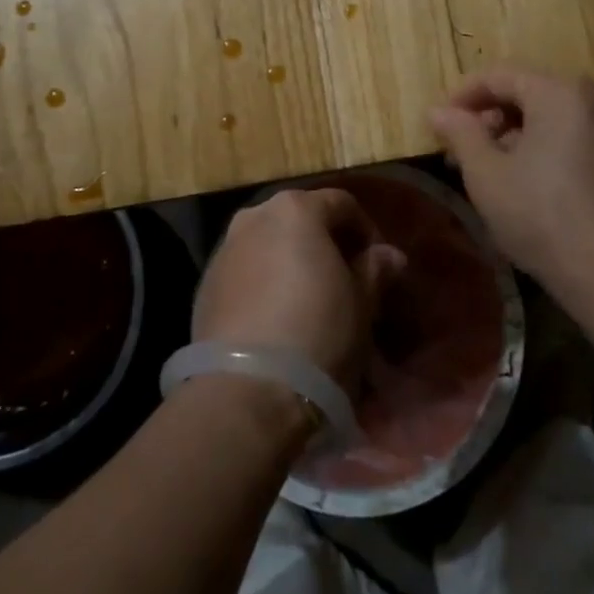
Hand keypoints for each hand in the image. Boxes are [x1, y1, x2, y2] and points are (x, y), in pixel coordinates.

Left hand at [193, 188, 404, 390]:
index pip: (341, 203)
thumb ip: (375, 270)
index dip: (365, 230)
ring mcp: (225, 250)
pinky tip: (277, 320)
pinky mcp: (204, 287)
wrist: (247, 390)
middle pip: (299, 219)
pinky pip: (245, 273)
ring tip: (310, 301)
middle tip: (345, 280)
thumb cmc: (318, 332)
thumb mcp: (362, 303)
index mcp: (296, 209)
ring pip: (268, 244)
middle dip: (324, 243)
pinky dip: (264, 284)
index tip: (378, 263)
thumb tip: (388, 255)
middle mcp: (255, 217)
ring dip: (290, 262)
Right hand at [427, 65, 593, 311]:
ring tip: (485, 169)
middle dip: (487, 117)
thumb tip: (437, 111)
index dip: (462, 96)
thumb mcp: (487, 175)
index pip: (499, 76)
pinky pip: (569, 132)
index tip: (437, 125)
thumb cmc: (544, 218)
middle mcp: (592, 96)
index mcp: (561, 91)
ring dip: (512, 133)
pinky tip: (521, 179)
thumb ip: (460, 134)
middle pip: (526, 91)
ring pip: (548, 113)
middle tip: (458, 152)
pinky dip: (540, 144)